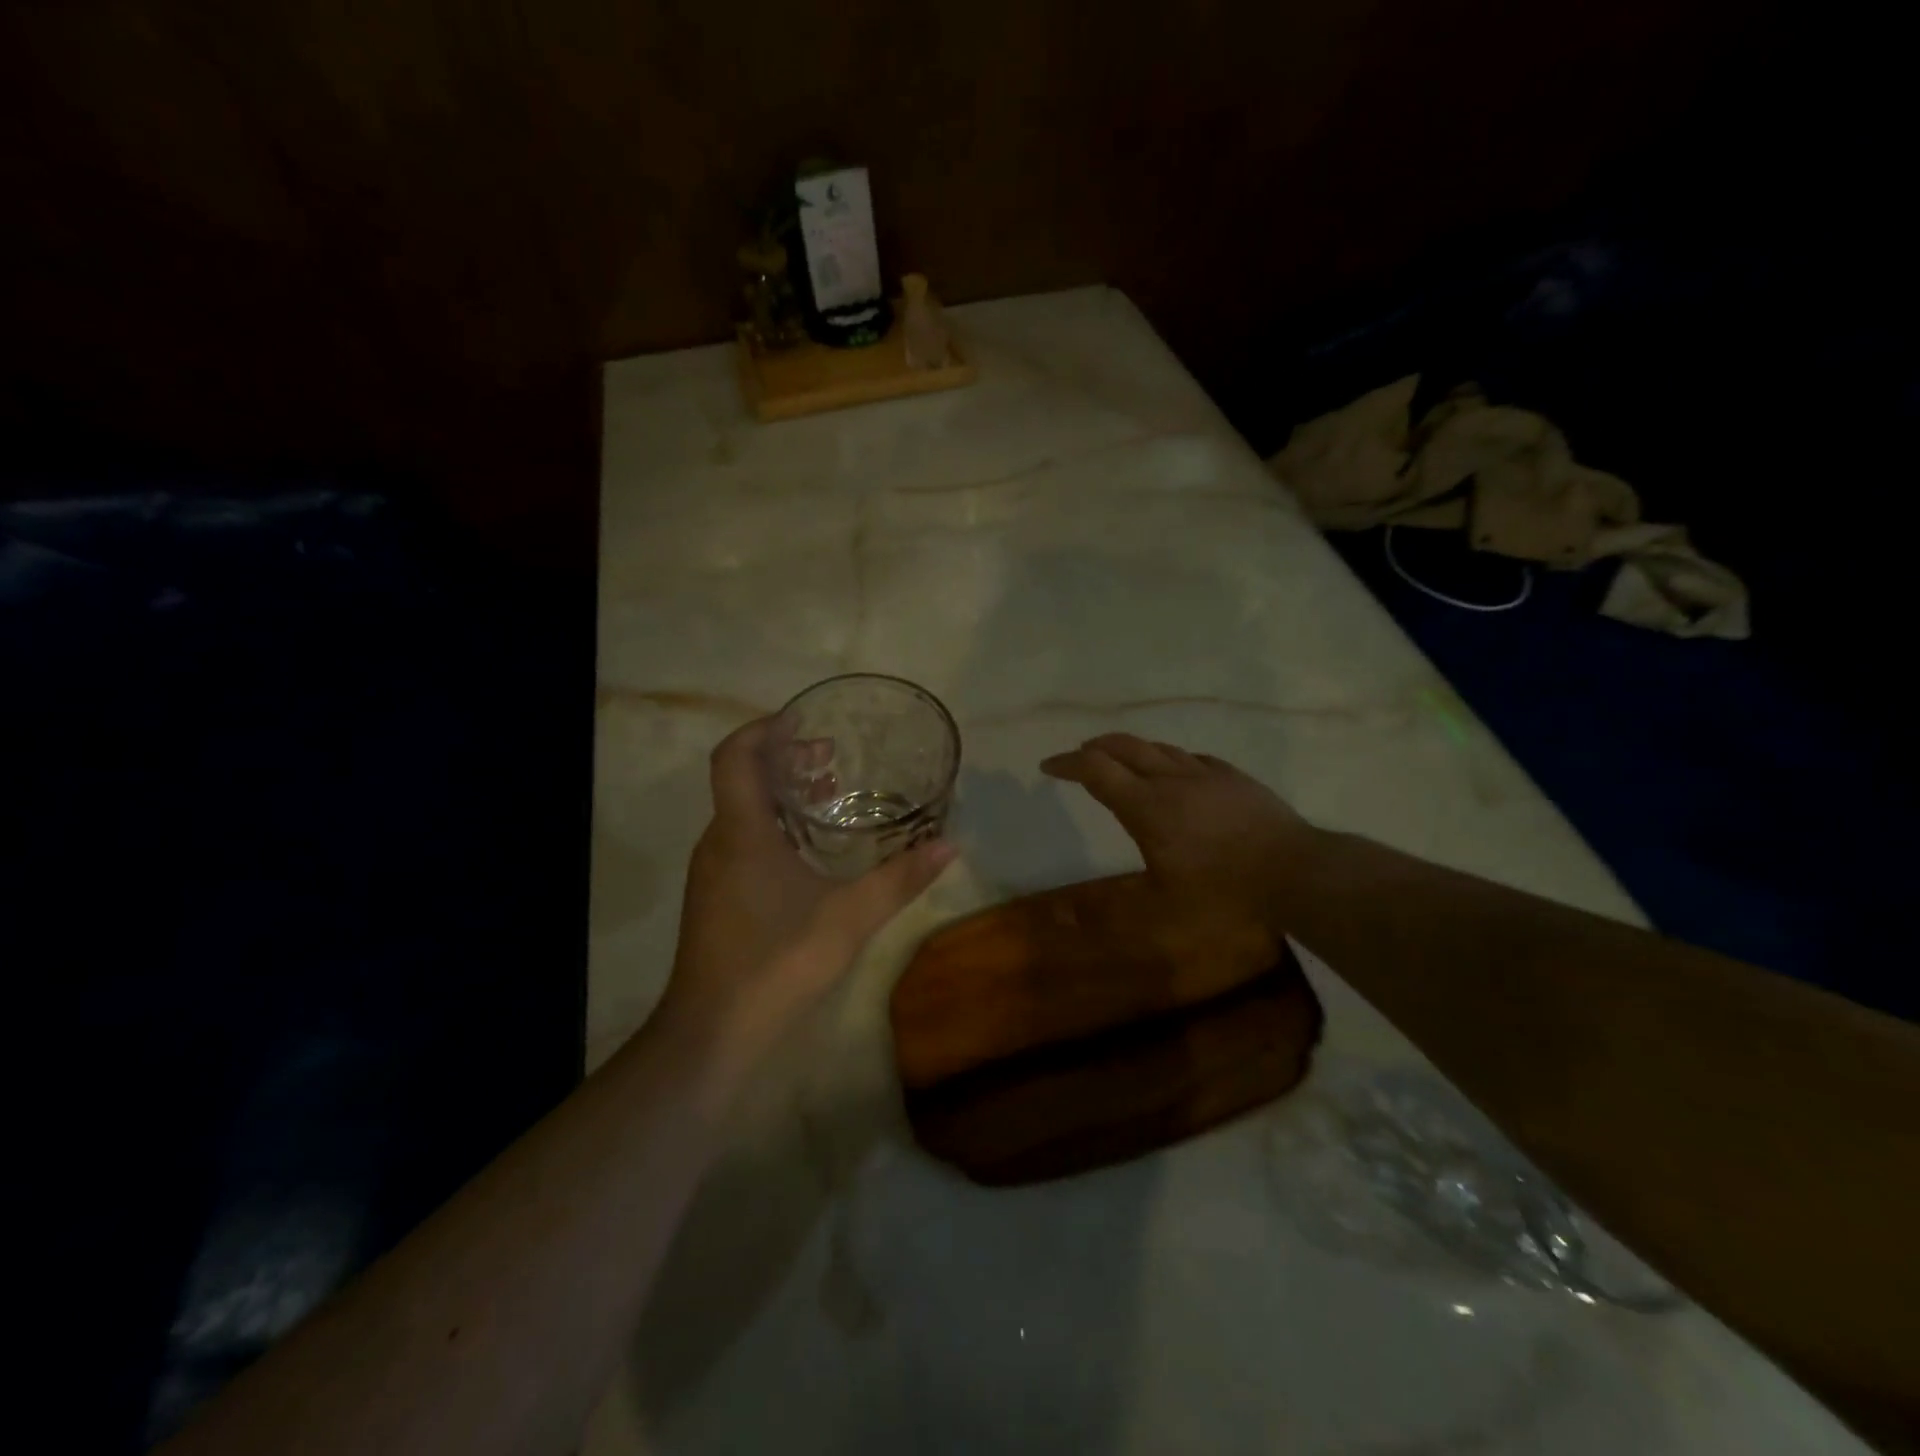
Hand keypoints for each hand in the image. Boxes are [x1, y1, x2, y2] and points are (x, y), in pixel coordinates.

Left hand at [659, 717, 954, 1060]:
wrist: (713, 1034)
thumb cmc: (777, 962)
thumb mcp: (850, 917)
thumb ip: (900, 879)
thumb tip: (949, 844)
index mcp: (741, 831)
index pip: (735, 755)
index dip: (764, 729)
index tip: (804, 722)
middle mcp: (719, 842)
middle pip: (742, 779)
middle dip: (785, 760)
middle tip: (832, 758)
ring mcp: (713, 872)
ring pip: (743, 812)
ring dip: (781, 795)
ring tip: (829, 796)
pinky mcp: (716, 897)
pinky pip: (742, 841)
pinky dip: (774, 827)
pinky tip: (810, 853)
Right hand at [1040, 733, 1321, 935]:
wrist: (1296, 872)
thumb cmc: (1222, 893)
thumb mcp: (1159, 912)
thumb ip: (1109, 914)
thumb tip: (1059, 919)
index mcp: (1145, 806)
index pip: (1095, 770)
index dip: (1067, 764)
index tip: (1048, 766)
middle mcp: (1171, 780)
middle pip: (1123, 748)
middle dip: (1095, 748)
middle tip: (1080, 756)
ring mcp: (1206, 775)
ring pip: (1159, 748)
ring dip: (1131, 750)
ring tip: (1120, 759)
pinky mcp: (1235, 778)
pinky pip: (1193, 757)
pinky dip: (1170, 758)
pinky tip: (1177, 769)